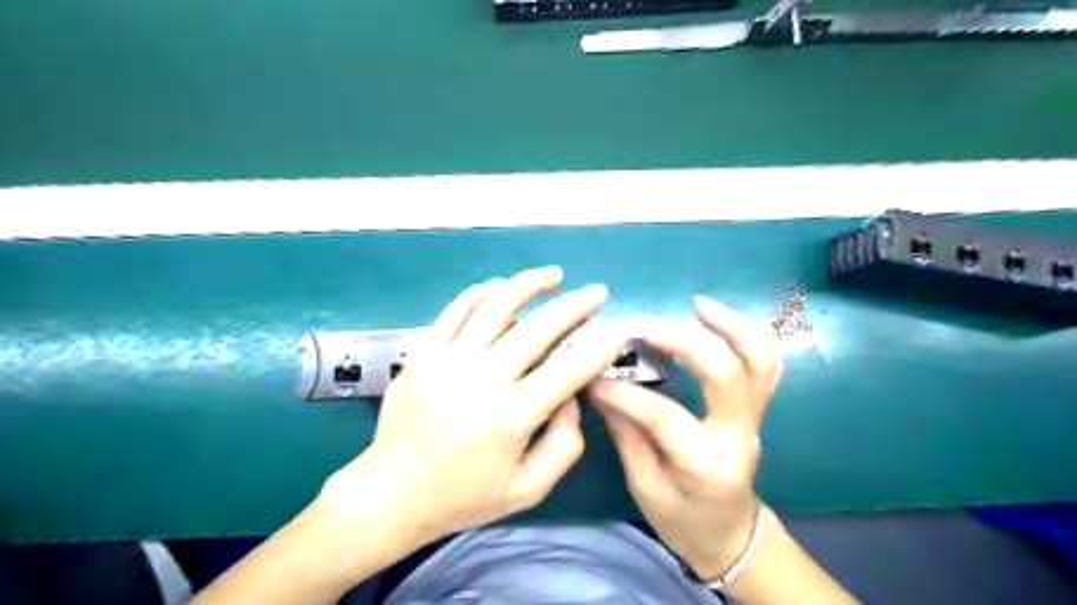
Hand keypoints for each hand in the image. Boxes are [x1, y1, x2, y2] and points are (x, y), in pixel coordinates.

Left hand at [318, 267, 623, 546]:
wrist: (393, 492)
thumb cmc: (464, 495)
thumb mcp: (527, 489)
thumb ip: (564, 446)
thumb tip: (573, 398)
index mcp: (511, 417)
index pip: (568, 370)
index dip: (599, 346)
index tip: (617, 329)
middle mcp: (482, 380)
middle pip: (538, 328)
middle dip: (575, 305)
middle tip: (596, 292)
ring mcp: (448, 360)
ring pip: (496, 305)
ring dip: (529, 283)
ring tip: (553, 275)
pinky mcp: (423, 352)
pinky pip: (456, 310)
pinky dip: (481, 293)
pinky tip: (499, 286)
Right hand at [588, 295, 783, 580]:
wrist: (731, 535)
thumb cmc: (683, 520)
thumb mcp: (645, 487)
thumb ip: (625, 433)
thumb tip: (599, 385)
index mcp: (707, 465)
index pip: (664, 417)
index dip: (624, 393)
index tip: (591, 376)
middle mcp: (739, 434)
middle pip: (726, 374)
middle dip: (683, 341)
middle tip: (643, 325)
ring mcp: (754, 418)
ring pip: (760, 361)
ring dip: (731, 326)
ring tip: (697, 304)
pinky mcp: (756, 407)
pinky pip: (764, 363)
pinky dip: (745, 333)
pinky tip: (715, 317)